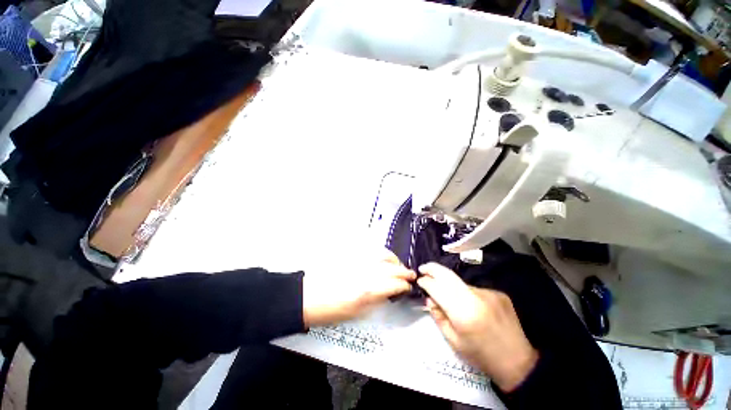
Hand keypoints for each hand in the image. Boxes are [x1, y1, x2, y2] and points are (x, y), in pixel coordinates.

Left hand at [303, 250, 414, 326]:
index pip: (396, 284)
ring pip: (385, 256)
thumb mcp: (359, 313)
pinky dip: (383, 254)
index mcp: (370, 290)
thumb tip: (390, 293)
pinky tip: (385, 259)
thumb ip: (378, 300)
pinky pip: (373, 252)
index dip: (405, 286)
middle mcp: (368, 272)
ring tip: (399, 266)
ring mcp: (360, 261)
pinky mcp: (354, 255)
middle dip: (405, 272)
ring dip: (395, 261)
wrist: (310, 296)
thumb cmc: (333, 310)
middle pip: (393, 269)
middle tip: (411, 275)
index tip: (408, 288)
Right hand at [417, 263, 537, 392]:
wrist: (517, 361)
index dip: (426, 282)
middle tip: (423, 268)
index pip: (437, 288)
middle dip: (433, 269)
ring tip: (450, 296)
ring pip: (461, 283)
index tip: (419, 280)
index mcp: (462, 312)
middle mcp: (475, 297)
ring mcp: (488, 292)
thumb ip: (438, 316)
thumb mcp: (453, 341)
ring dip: (451, 285)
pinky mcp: (497, 292)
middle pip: (448, 275)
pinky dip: (467, 293)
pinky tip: (471, 306)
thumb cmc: (481, 355)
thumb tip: (429, 299)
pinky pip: (474, 289)